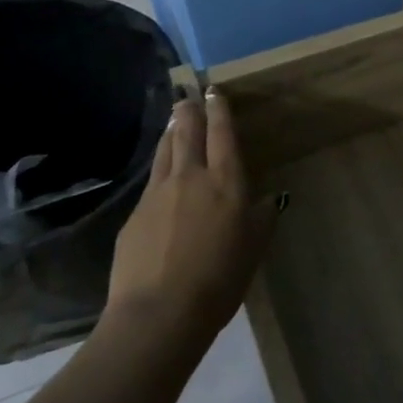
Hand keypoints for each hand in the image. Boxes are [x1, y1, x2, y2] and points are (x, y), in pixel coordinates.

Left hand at [106, 89, 276, 336]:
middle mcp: (190, 178)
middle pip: (187, 132)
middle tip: (188, 94)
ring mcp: (157, 194)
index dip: (219, 110)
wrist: (159, 312)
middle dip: (189, 110)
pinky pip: (151, 180)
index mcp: (225, 183)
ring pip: (165, 151)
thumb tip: (267, 200)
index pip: (222, 135)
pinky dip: (159, 166)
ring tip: (175, 120)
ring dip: (172, 132)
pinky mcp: (134, 215)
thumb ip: (261, 219)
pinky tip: (161, 173)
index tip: (213, 91)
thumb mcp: (253, 249)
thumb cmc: (219, 280)